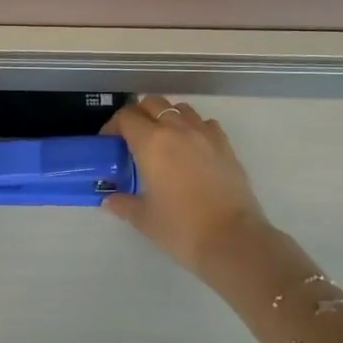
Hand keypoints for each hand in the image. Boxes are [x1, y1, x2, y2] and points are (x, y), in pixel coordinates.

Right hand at [103, 97, 275, 277]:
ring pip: (180, 109)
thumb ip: (123, 204)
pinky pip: (205, 124)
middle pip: (152, 103)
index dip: (113, 126)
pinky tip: (193, 150)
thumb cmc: (181, 227)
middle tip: (134, 139)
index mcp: (151, 142)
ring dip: (168, 118)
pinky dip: (195, 129)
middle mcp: (177, 129)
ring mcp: (205, 134)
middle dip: (139, 115)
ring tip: (164, 141)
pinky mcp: (226, 145)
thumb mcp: (144, 219)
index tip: (110, 142)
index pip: (126, 117)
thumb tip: (109, 200)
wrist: (232, 239)